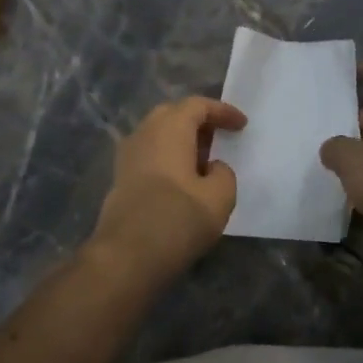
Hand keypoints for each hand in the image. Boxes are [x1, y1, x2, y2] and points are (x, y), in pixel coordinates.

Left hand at [91, 96, 247, 285]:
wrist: (127, 257)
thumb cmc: (178, 220)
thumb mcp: (220, 197)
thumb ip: (223, 174)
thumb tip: (211, 169)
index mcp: (169, 129)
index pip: (197, 106)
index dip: (222, 111)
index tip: (242, 125)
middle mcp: (143, 135)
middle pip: (172, 116)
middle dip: (198, 123)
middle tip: (220, 139)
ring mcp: (127, 158)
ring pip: (157, 137)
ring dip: (181, 143)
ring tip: (203, 163)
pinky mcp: (120, 181)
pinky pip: (149, 157)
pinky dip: (168, 160)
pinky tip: (182, 183)